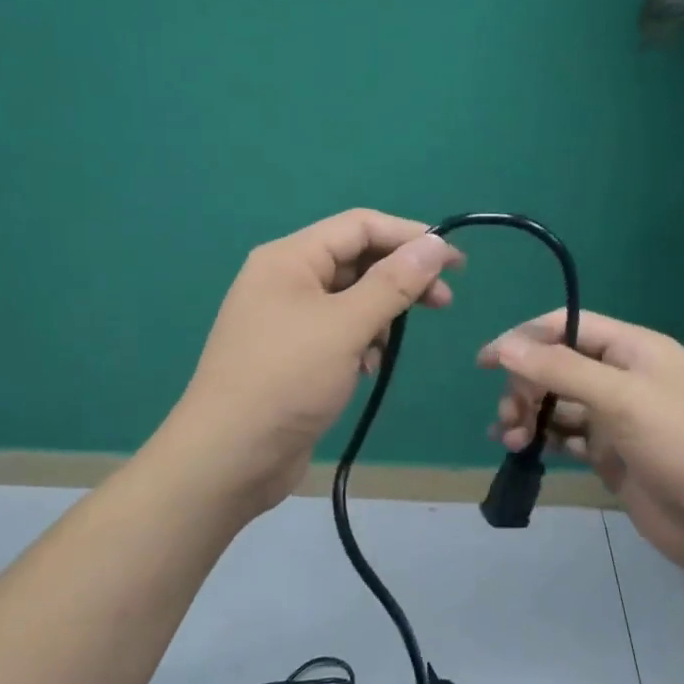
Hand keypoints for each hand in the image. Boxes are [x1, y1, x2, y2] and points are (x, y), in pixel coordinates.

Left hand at [162, 210, 463, 519]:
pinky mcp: (291, 354)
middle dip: (400, 278)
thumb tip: (435, 244)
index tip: (454, 262)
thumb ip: (394, 282)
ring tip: (389, 348)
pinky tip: (367, 368)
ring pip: (349, 299)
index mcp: (289, 258)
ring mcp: (285, 319)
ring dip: (380, 315)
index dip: (410, 237)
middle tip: (444, 302)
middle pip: (356, 260)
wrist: (229, 457)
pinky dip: (360, 342)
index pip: (360, 226)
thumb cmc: (287, 379)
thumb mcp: (346, 326)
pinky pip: (336, 332)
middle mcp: (285, 279)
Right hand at [480, 310, 683, 589]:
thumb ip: (561, 370)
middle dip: (526, 385)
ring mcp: (617, 419)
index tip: (486, 362)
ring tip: (511, 438)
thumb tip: (505, 346)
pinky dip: (542, 439)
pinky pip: (566, 437)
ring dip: (528, 414)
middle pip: (558, 366)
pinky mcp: (611, 456)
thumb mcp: (621, 399)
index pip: (568, 327)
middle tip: (510, 416)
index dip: (525, 339)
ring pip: (557, 404)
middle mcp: (623, 378)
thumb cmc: (683, 445)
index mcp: (633, 349)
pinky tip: (520, 450)